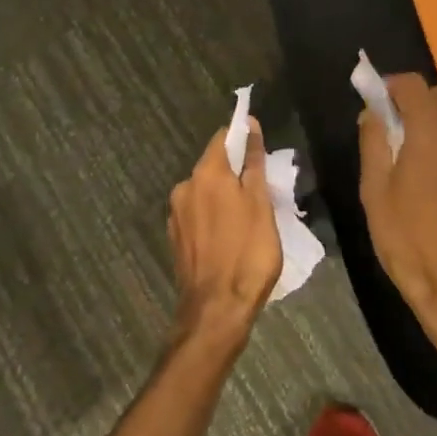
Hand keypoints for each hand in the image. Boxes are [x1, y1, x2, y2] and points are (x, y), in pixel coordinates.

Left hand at [168, 119, 282, 351]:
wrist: (216, 310)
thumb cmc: (247, 252)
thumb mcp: (260, 203)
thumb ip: (253, 162)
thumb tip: (250, 125)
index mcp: (206, 174)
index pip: (222, 139)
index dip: (243, 139)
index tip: (261, 151)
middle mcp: (184, 187)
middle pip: (213, 166)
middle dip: (235, 172)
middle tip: (261, 191)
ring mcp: (176, 214)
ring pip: (204, 192)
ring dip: (224, 196)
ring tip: (248, 218)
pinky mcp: (175, 239)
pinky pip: (197, 215)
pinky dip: (213, 217)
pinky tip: (229, 237)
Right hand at [358, 74, 436, 358]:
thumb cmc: (406, 240)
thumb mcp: (374, 191)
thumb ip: (373, 143)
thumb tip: (371, 112)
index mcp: (430, 137)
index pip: (414, 86)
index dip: (391, 85)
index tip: (373, 101)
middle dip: (416, 97)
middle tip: (390, 122)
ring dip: (432, 119)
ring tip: (406, 150)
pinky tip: (427, 175)